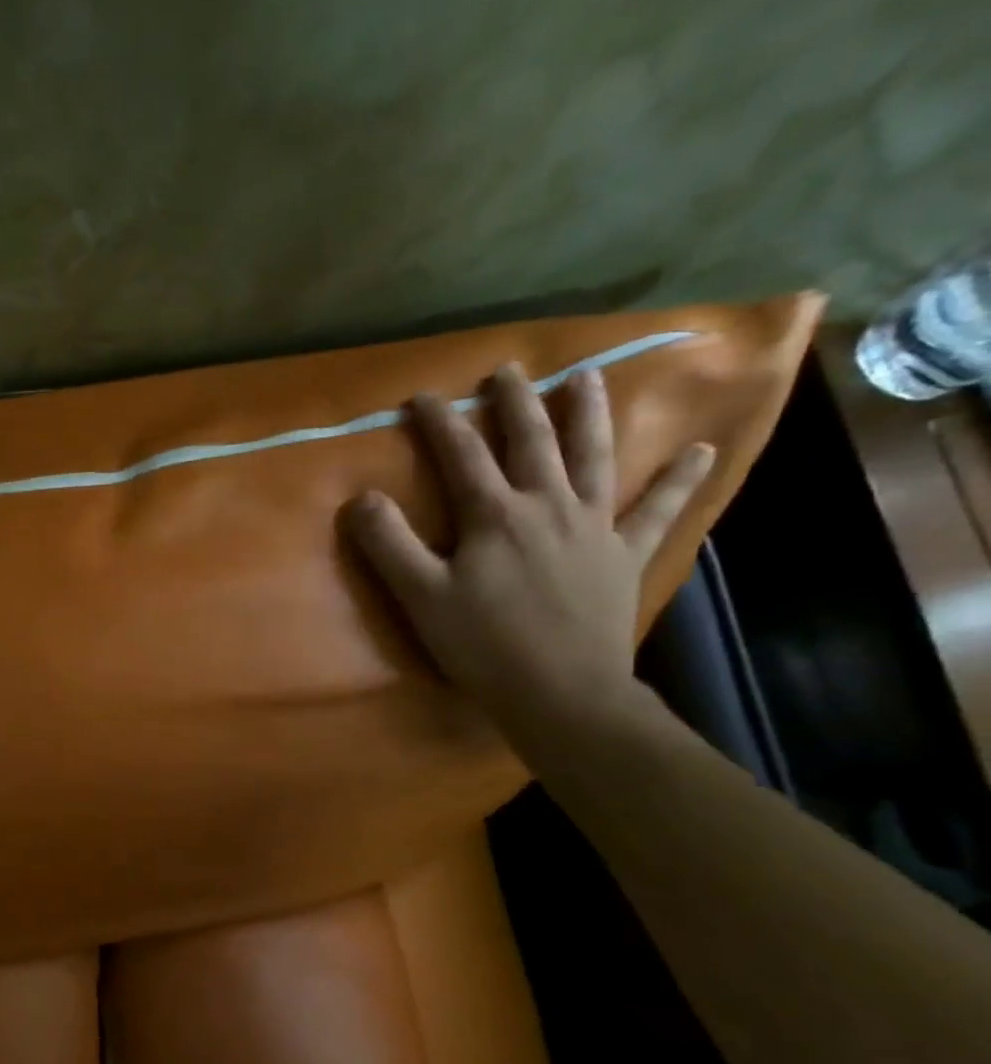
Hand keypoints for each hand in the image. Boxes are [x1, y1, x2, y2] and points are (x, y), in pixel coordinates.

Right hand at [343, 364, 713, 747]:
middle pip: (532, 441)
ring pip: (594, 457)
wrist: (561, 692)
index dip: (440, 422)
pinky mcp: (624, 554)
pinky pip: (657, 510)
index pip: (462, 455)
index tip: (423, 396)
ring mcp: (593, 527)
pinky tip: (701, 450)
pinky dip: (679, 480)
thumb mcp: (420, 597)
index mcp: (496, 515)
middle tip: (508, 370)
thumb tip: (362, 497)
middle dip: (515, 402)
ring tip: (587, 378)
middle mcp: (548, 506)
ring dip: (590, 414)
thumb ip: (389, 544)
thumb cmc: (483, 644)